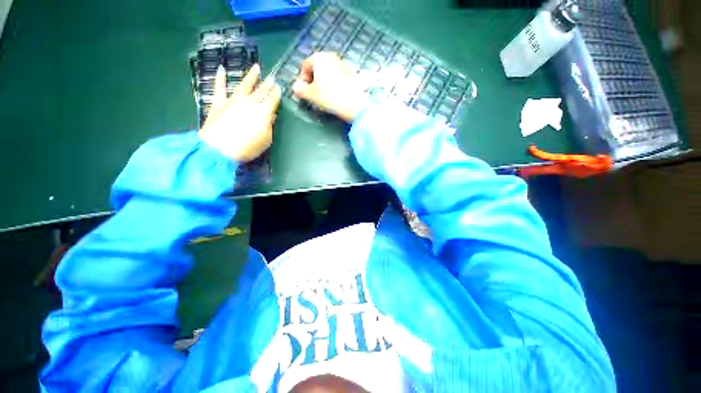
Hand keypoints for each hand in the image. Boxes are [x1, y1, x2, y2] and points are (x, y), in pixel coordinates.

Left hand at [199, 64, 281, 161]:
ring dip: (251, 76)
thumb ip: (269, 126)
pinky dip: (220, 79)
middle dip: (268, 84)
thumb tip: (271, 116)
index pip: (272, 100)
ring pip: (244, 85)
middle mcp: (249, 102)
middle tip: (272, 77)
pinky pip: (220, 88)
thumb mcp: (266, 140)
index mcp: (263, 112)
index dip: (276, 93)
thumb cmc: (248, 147)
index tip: (280, 87)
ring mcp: (233, 100)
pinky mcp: (219, 103)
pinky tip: (221, 69)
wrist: (219, 149)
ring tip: (256, 67)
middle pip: (261, 91)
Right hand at [292, 52, 367, 122]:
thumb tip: (295, 88)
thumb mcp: (311, 95)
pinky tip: (335, 95)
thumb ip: (300, 90)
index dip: (302, 79)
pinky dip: (333, 84)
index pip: (305, 66)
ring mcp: (342, 63)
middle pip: (317, 67)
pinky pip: (336, 76)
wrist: (354, 102)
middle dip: (313, 80)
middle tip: (313, 94)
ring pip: (327, 72)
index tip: (304, 92)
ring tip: (324, 96)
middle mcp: (330, 56)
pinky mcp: (350, 73)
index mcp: (318, 57)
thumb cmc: (329, 96)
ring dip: (323, 82)